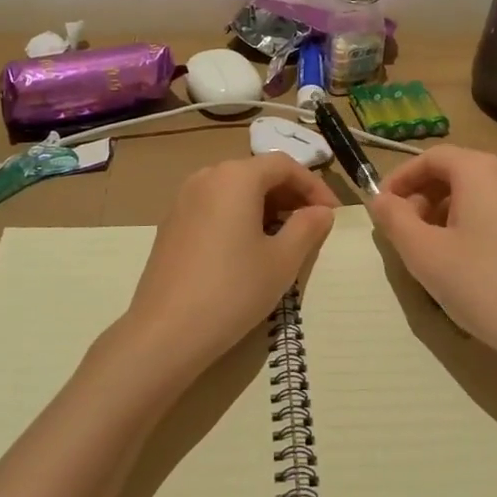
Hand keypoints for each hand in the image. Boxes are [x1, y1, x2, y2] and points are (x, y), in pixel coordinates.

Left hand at [125, 155, 338, 373]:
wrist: (165, 332)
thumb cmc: (233, 290)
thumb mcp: (282, 261)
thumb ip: (307, 228)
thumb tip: (321, 212)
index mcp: (236, 176)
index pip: (284, 165)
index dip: (313, 185)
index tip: (331, 213)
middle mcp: (207, 176)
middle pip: (257, 173)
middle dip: (289, 194)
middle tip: (312, 225)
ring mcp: (184, 198)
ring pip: (234, 189)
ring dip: (264, 205)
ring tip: (284, 237)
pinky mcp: (171, 223)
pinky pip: (214, 205)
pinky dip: (238, 215)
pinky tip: (248, 248)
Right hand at [368, 146, 496, 375]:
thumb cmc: (485, 286)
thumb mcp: (425, 254)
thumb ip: (394, 219)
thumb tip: (380, 200)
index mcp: (481, 169)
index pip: (430, 157)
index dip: (400, 178)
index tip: (381, 208)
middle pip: (455, 171)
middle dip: (422, 197)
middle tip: (403, 232)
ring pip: (477, 193)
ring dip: (446, 212)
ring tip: (431, 251)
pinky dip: (473, 224)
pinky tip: (466, 262)